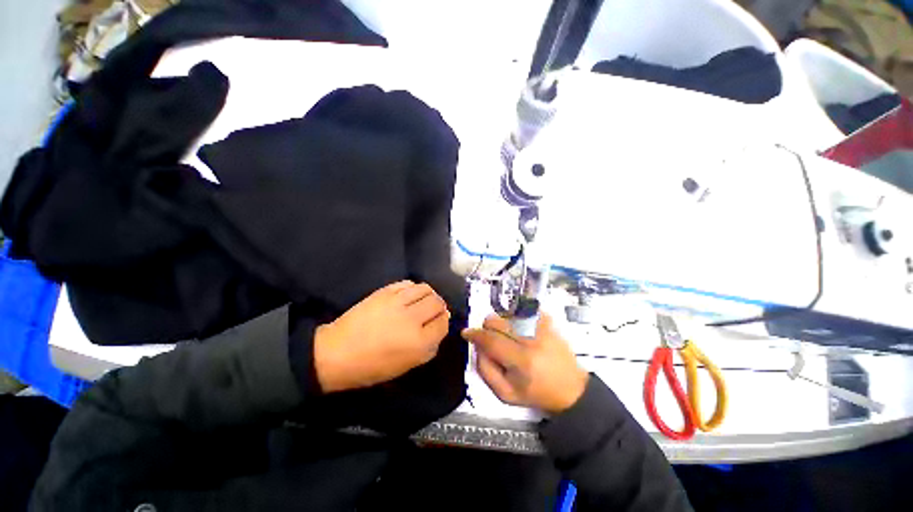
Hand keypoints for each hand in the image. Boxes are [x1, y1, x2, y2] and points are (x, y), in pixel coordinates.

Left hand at [314, 281, 450, 392]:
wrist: (337, 353)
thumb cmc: (372, 367)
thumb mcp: (406, 366)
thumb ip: (428, 348)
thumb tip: (439, 327)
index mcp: (418, 343)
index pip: (443, 324)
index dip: (443, 322)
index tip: (439, 323)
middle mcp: (412, 319)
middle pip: (437, 303)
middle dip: (439, 307)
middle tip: (433, 311)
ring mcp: (397, 302)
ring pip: (425, 289)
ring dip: (429, 294)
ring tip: (423, 301)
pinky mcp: (384, 292)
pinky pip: (407, 283)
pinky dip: (413, 288)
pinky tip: (409, 295)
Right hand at [462, 313, 587, 414]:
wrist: (572, 390)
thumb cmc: (538, 394)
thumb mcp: (507, 394)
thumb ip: (486, 371)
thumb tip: (478, 348)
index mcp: (521, 360)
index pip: (491, 340)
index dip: (475, 334)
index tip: (466, 333)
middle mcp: (532, 340)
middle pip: (498, 322)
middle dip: (487, 327)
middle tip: (490, 338)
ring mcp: (542, 328)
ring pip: (508, 315)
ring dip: (502, 324)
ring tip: (509, 338)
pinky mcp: (550, 323)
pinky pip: (525, 312)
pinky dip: (518, 318)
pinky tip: (522, 330)